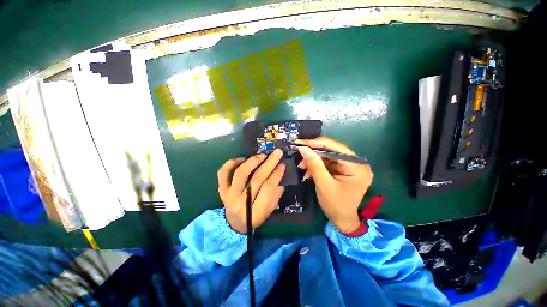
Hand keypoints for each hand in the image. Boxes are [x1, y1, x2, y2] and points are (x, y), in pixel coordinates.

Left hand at [217, 149, 285, 233]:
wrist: (234, 223)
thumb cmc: (255, 217)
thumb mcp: (269, 210)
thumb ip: (275, 194)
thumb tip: (279, 173)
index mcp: (255, 211)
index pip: (268, 189)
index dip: (276, 175)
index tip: (282, 164)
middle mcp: (240, 202)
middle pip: (256, 179)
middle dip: (269, 164)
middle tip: (277, 153)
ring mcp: (228, 195)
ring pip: (240, 173)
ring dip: (253, 161)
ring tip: (262, 155)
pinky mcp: (221, 189)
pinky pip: (223, 173)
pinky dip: (232, 163)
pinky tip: (243, 159)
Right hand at [295, 137, 372, 233]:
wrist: (342, 220)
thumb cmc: (335, 205)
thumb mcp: (324, 185)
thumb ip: (315, 165)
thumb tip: (303, 148)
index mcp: (357, 167)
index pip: (337, 148)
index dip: (318, 143)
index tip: (301, 142)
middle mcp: (357, 163)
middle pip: (332, 150)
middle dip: (314, 153)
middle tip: (299, 152)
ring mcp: (350, 166)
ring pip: (328, 156)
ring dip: (313, 160)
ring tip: (301, 166)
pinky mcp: (343, 169)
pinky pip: (328, 162)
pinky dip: (316, 165)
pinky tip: (308, 170)